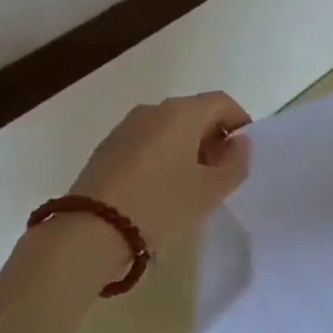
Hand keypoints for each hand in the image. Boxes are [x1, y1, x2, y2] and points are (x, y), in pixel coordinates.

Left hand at [67, 92, 251, 253]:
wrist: (90, 231)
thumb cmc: (160, 206)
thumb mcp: (209, 192)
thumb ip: (235, 163)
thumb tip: (240, 142)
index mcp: (181, 112)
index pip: (221, 102)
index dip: (239, 122)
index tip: (243, 153)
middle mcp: (153, 110)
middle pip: (194, 112)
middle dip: (213, 137)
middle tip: (220, 173)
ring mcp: (126, 127)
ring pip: (169, 127)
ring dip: (186, 147)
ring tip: (191, 185)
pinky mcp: (107, 147)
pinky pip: (147, 141)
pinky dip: (162, 155)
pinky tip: (160, 188)